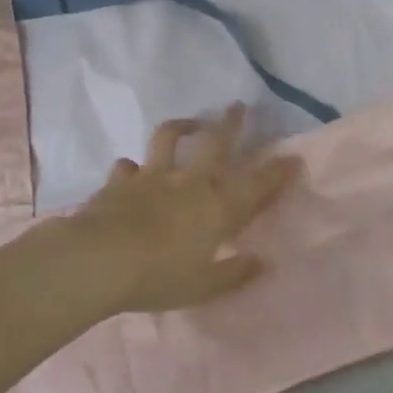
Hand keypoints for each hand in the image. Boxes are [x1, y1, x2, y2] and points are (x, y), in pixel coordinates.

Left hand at [72, 105, 301, 314]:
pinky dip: (132, 167)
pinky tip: (131, 170)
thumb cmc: (158, 277)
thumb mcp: (203, 286)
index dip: (276, 172)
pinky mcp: (120, 180)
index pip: (255, 186)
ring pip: (169, 138)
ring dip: (182, 126)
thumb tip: (263, 263)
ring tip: (189, 123)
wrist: (100, 259)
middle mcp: (189, 183)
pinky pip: (128, 166)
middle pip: (215, 143)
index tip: (292, 158)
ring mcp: (153, 176)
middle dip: (230, 123)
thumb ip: (234, 274)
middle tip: (238, 106)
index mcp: (216, 208)